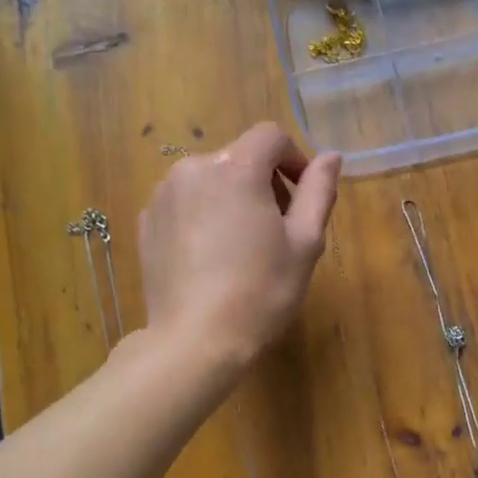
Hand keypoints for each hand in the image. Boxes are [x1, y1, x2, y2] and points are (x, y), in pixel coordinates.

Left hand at [138, 123, 341, 370]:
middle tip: (278, 230)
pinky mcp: (146, 221)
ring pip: (210, 179)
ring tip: (243, 246)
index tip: (303, 195)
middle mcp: (193, 169)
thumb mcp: (305, 242)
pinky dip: (204, 215)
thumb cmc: (261, 290)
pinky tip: (211, 257)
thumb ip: (319, 190)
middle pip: (240, 157)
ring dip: (233, 197)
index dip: (294, 158)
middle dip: (265, 182)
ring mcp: (163, 195)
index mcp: (236, 168)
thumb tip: (331, 157)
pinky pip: (185, 202)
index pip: (270, 136)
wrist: (195, 341)